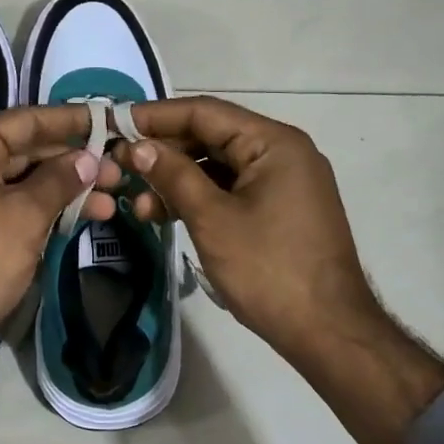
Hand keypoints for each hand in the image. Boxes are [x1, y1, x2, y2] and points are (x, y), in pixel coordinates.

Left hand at [0, 105, 119, 443]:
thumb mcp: (24, 215)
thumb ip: (59, 180)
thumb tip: (88, 159)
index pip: (24, 121)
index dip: (69, 120)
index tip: (109, 119)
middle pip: (26, 151)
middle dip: (73, 160)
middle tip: (119, 169)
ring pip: (25, 182)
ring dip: (66, 189)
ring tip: (113, 199)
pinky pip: (16, 206)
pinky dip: (47, 209)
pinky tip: (85, 216)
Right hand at [114, 97, 374, 368]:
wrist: (328, 331)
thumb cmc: (268, 269)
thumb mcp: (212, 219)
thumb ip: (173, 176)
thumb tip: (138, 146)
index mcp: (273, 143)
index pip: (204, 112)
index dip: (156, 116)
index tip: (115, 125)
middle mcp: (282, 152)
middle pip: (211, 137)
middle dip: (163, 153)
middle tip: (119, 168)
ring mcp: (283, 182)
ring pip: (217, 166)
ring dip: (177, 181)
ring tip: (139, 207)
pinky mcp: (279, 209)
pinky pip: (230, 189)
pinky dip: (198, 198)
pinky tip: (166, 215)